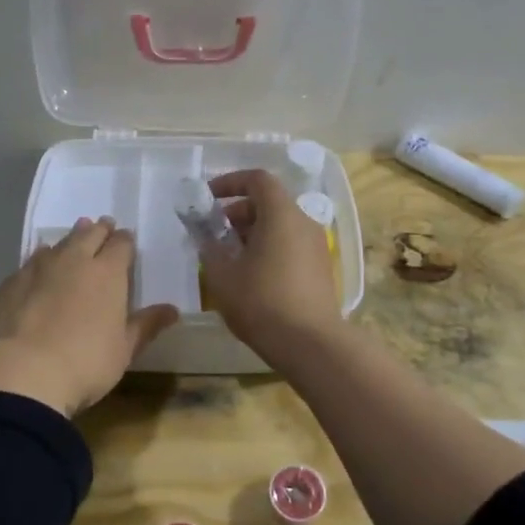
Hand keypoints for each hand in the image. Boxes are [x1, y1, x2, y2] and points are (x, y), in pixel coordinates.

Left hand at [0, 217, 178, 416]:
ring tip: (71, 243)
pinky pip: (29, 265)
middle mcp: (73, 261)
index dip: (125, 240)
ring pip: (56, 245)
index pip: (121, 244)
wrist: (23, 373)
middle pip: (88, 234)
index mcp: (107, 273)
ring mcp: (37, 269)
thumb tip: (172, 309)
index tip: (126, 240)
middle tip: (102, 227)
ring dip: (67, 242)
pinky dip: (38, 264)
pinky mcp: (9, 284)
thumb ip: (146, 325)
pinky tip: (36, 273)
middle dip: (98, 230)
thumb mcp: (124, 350)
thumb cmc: (86, 363)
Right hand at [197, 169, 342, 360]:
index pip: (257, 179)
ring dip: (251, 233)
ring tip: (228, 258)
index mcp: (280, 214)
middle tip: (213, 233)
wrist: (311, 344)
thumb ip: (209, 248)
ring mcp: (316, 246)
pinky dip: (268, 248)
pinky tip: (250, 276)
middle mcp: (303, 223)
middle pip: (268, 202)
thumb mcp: (223, 275)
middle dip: (237, 212)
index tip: (208, 198)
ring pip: (279, 225)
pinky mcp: (320, 268)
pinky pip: (290, 244)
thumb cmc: (262, 302)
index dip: (230, 182)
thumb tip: (204, 236)